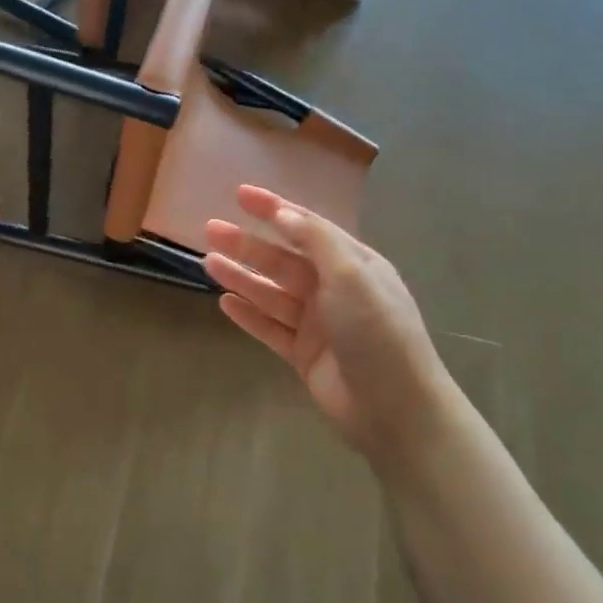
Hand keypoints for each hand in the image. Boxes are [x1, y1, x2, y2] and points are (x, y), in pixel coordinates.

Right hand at [206, 185, 450, 476]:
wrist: (395, 408)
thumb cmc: (377, 332)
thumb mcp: (352, 275)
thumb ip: (316, 241)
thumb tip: (285, 213)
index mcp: (353, 264)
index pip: (308, 227)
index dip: (274, 208)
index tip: (241, 194)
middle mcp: (334, 289)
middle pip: (283, 259)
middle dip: (248, 244)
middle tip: (211, 229)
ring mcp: (318, 324)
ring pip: (272, 293)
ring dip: (241, 276)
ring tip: (207, 262)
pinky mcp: (304, 354)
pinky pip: (270, 327)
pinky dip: (248, 314)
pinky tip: (224, 302)